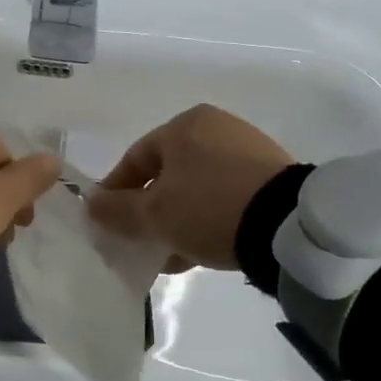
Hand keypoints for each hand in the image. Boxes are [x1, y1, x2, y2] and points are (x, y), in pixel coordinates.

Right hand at [87, 104, 293, 271]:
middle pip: (167, 174)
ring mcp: (247, 150)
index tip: (107, 223)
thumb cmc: (209, 208)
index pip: (135, 159)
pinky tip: (201, 250)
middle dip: (149, 211)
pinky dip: (207, 219)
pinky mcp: (271, 175)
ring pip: (196, 188)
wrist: (289, 226)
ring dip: (177, 220)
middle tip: (140, 243)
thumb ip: (117, 210)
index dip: (115, 192)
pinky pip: (225, 196)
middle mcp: (216, 127)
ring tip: (170, 255)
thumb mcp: (154, 214)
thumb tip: (90, 204)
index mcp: (184, 125)